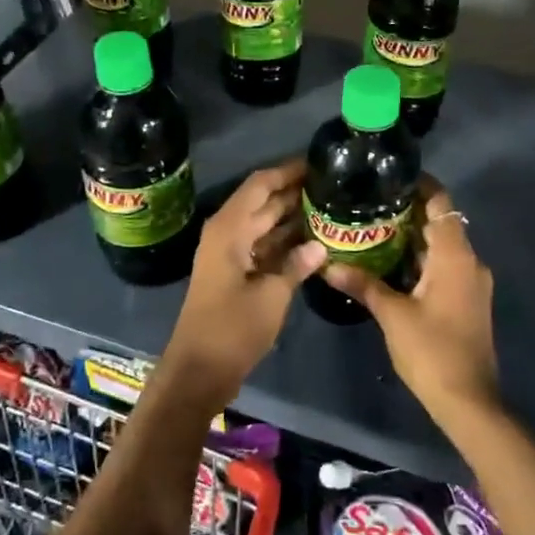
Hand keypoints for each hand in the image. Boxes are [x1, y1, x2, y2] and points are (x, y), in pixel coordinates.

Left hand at [168, 158, 325, 408]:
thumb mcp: (271, 296)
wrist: (199, 371)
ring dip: (293, 217)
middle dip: (296, 193)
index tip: (319, 163)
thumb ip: (296, 265)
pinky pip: (263, 246)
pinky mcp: (236, 273)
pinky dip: (285, 242)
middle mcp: (228, 233)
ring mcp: (231, 254)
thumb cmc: (232, 329)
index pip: (261, 184)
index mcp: (230, 229)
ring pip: (265, 224)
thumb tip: (320, 245)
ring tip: (331, 208)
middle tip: (335, 186)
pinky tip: (315, 242)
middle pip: (264, 202)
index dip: (288, 172)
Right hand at [322, 176, 498, 427]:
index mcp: (455, 256)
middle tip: (369, 204)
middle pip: (441, 222)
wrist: (469, 401)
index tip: (389, 178)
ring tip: (373, 229)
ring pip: (441, 246)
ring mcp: (471, 283)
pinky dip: (420, 259)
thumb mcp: (392, 314)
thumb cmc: (432, 350)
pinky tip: (390, 264)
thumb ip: (363, 283)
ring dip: (412, 237)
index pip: (441, 203)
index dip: (420, 185)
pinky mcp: (467, 301)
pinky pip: (444, 266)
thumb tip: (328, 265)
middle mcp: (469, 262)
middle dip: (408, 211)